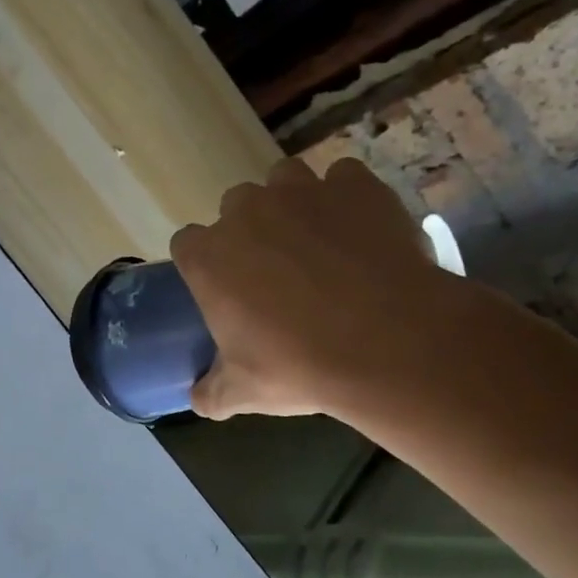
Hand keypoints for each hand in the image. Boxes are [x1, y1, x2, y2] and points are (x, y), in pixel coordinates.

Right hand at [169, 157, 462, 419]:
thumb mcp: (244, 391)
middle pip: (234, 207)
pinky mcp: (355, 185)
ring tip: (315, 239)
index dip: (204, 262)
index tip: (222, 286)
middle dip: (248, 230)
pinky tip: (360, 228)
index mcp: (209, 257)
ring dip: (291, 202)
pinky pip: (343, 177)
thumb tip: (198, 399)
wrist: (390, 343)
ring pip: (284, 180)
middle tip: (274, 269)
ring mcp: (302, 191)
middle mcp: (246, 212)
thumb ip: (211, 392)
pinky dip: (347, 197)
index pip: (187, 244)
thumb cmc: (300, 366)